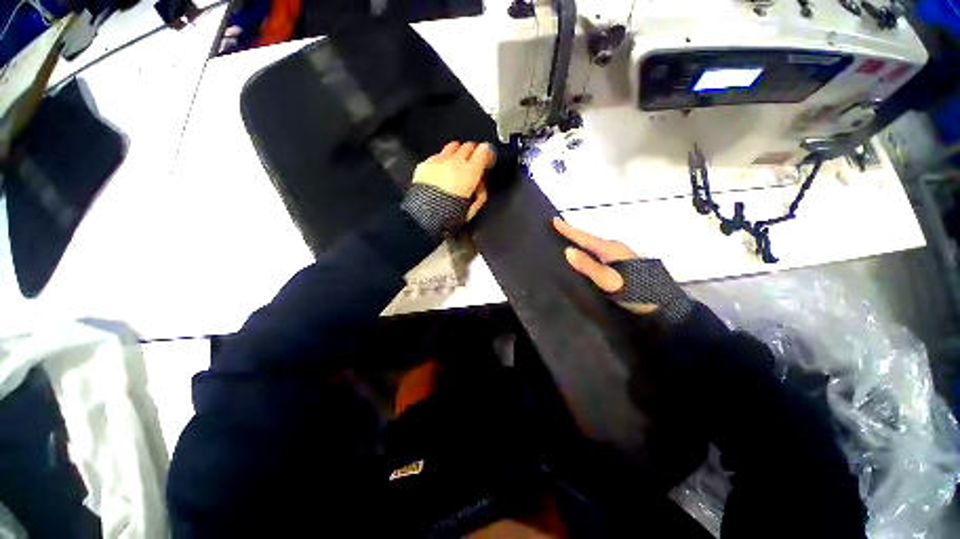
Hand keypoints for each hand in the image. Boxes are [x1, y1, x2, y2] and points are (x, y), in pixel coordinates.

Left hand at [412, 141, 494, 219]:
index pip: (484, 151)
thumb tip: (481, 188)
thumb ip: (480, 195)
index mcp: (470, 172)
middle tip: (474, 161)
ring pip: (453, 146)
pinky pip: (437, 155)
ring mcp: (439, 161)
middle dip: (474, 152)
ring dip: (458, 152)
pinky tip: (441, 171)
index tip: (488, 158)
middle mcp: (455, 162)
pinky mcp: (425, 164)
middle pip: (469, 145)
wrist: (424, 214)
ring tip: (457, 163)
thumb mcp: (472, 209)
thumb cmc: (447, 214)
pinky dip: (442, 160)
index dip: (488, 153)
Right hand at [553, 218, 635, 292]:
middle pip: (589, 239)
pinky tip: (586, 255)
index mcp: (610, 250)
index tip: (554, 220)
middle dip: (573, 234)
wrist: (665, 305)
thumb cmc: (636, 291)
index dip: (568, 230)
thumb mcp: (609, 281)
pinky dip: (589, 250)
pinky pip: (600, 253)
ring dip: (581, 242)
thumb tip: (567, 250)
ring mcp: (621, 255)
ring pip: (595, 246)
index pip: (584, 237)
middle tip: (557, 229)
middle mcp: (615, 248)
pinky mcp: (623, 263)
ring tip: (567, 240)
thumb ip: (588, 266)